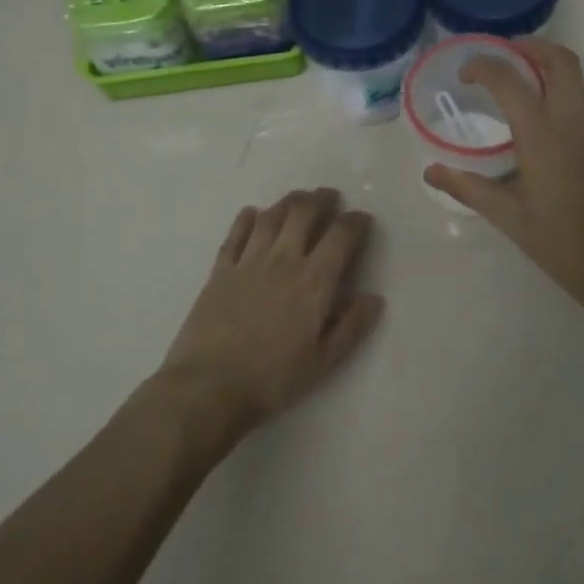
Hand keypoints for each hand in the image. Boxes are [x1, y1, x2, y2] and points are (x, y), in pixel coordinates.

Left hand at [158, 189, 384, 434]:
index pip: (342, 236)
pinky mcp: (220, 270)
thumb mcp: (323, 362)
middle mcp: (284, 259)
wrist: (209, 386)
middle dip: (321, 199)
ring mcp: (248, 261)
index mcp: (314, 281)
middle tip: (329, 197)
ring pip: (271, 216)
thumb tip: (374, 297)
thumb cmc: (272, 378)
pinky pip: (236, 234)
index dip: (356, 222)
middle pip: (304, 212)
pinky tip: (252, 213)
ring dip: (288, 202)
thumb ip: (352, 327)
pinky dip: (246, 218)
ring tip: (298, 200)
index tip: (362, 219)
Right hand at [423, 39, 583, 315]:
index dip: (484, 66)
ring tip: (522, 81)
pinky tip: (545, 119)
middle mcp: (573, 120)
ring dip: (550, 67)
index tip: (466, 72)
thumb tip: (431, 172)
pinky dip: (563, 91)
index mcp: (541, 134)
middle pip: (559, 60)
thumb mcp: (506, 215)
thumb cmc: (558, 240)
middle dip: (531, 47)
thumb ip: (467, 188)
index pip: (510, 79)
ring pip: (577, 78)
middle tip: (505, 54)